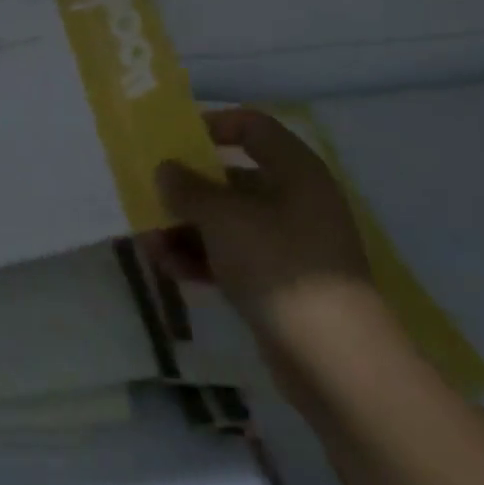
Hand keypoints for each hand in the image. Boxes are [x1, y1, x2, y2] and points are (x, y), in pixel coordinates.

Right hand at [148, 108, 383, 390]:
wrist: (335, 359)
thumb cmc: (278, 264)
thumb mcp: (223, 218)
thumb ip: (188, 188)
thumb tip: (166, 169)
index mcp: (294, 170)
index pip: (252, 126)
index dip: (213, 125)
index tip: (174, 139)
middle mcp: (295, 200)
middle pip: (232, 179)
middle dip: (187, 190)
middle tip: (148, 198)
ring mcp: (289, 244)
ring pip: (228, 222)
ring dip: (186, 229)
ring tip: (149, 246)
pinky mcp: (280, 283)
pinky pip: (233, 257)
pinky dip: (203, 260)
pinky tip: (170, 270)